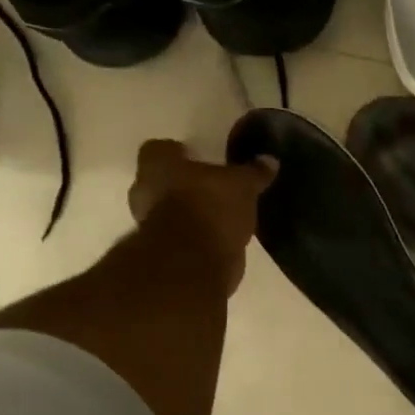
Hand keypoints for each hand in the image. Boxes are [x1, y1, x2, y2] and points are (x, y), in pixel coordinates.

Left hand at [128, 140, 273, 294]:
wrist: (193, 265)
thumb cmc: (210, 209)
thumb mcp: (242, 185)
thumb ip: (253, 172)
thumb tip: (269, 160)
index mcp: (158, 166)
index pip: (158, 149)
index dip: (176, 151)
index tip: (196, 157)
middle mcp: (145, 192)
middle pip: (160, 181)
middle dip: (182, 184)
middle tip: (209, 185)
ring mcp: (149, 225)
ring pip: (168, 210)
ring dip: (188, 212)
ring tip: (218, 213)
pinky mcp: (163, 253)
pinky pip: (180, 237)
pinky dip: (195, 236)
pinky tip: (218, 236)